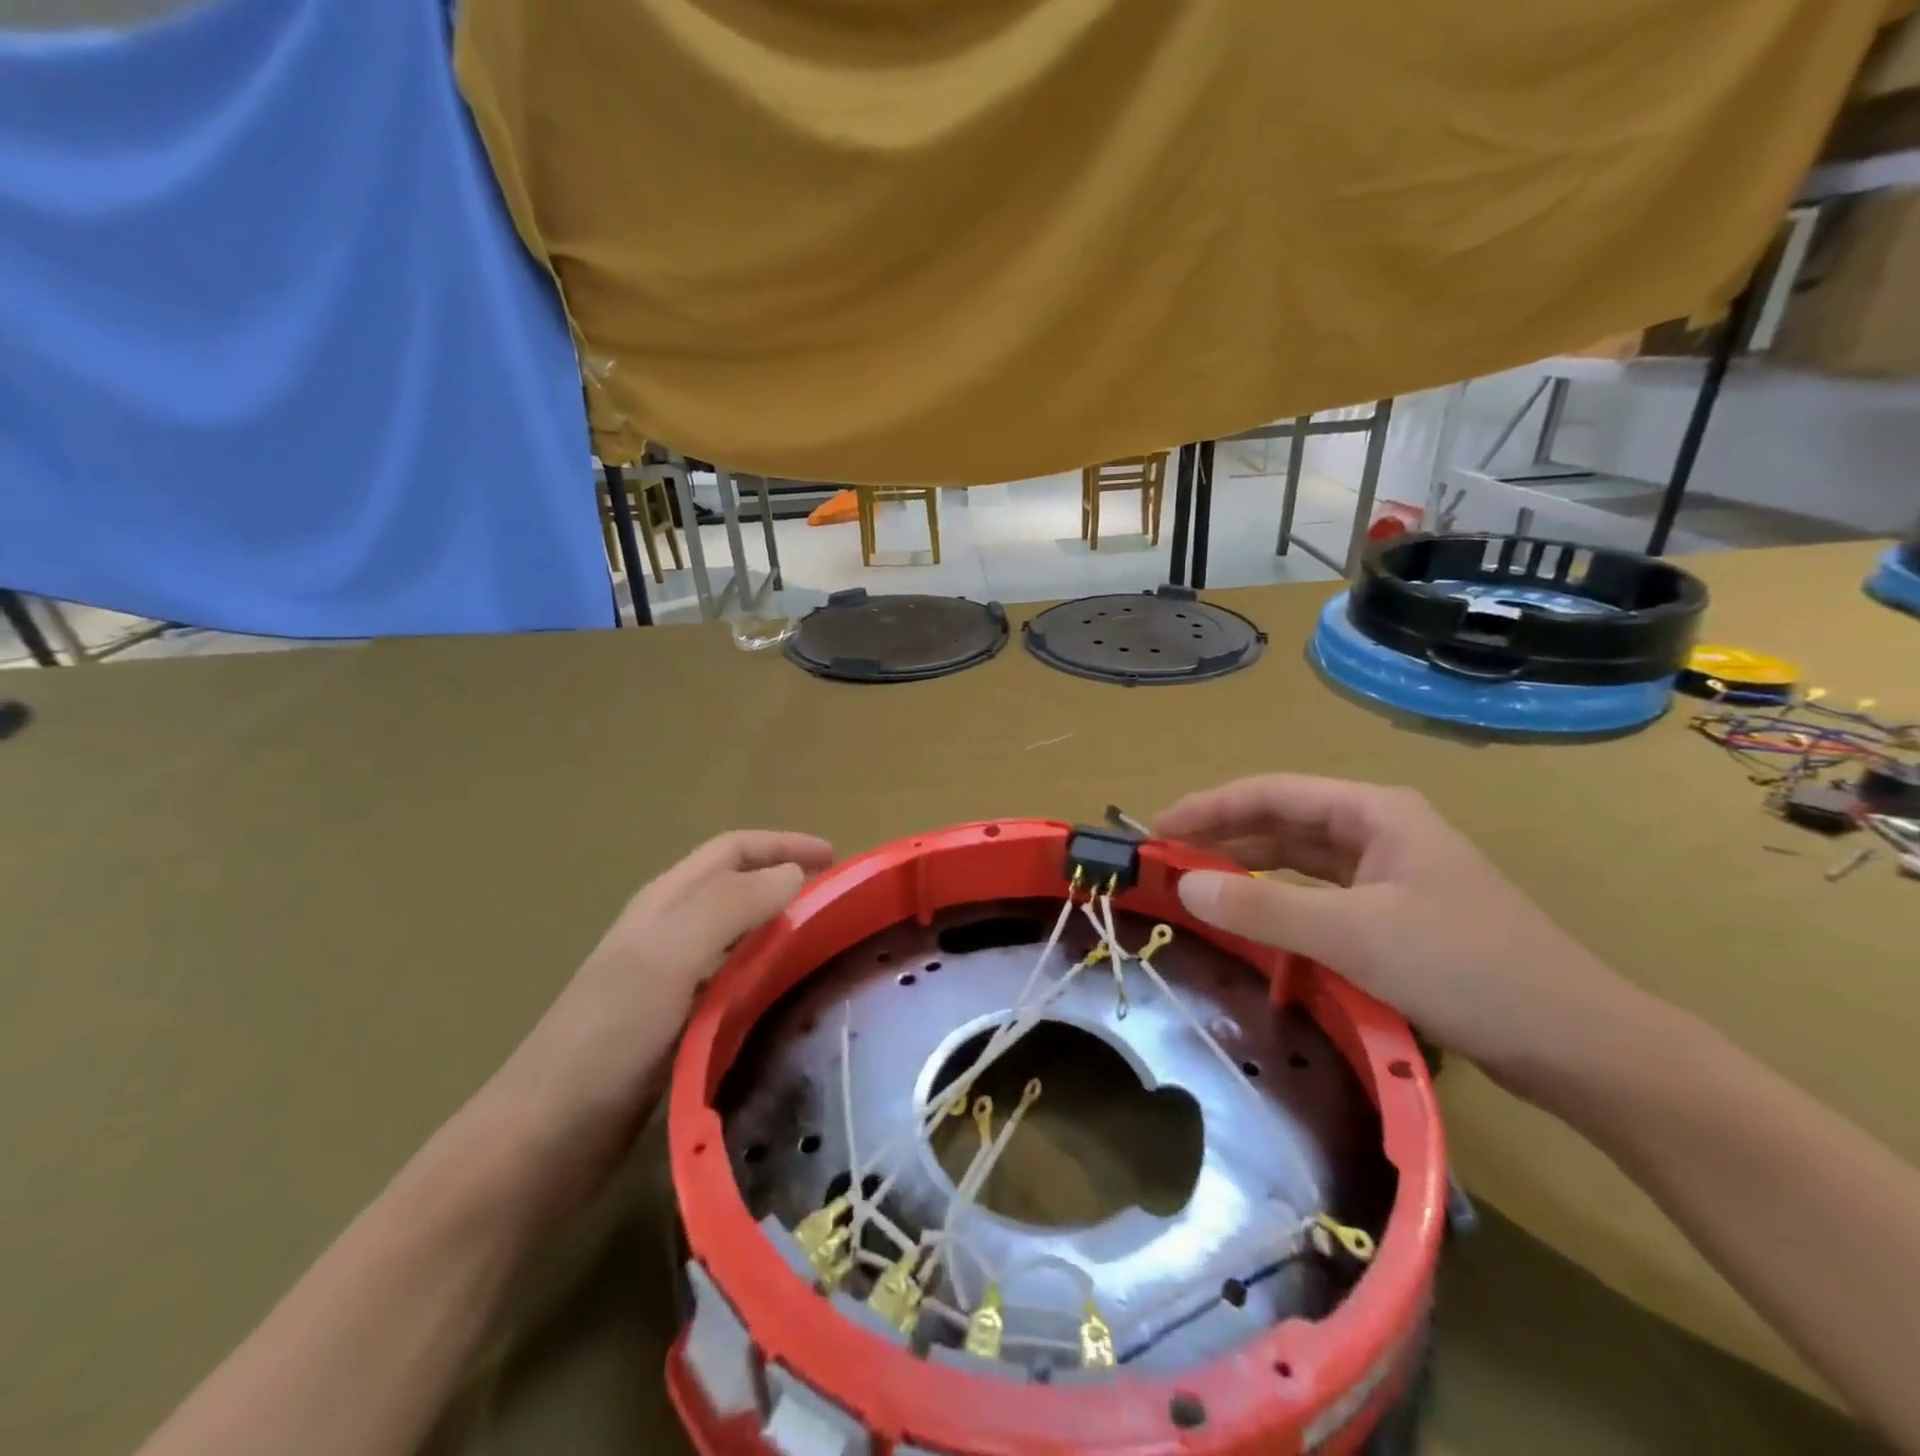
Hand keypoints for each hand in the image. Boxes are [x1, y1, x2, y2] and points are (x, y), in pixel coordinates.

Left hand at [478, 830, 833, 1217]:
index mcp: (665, 903)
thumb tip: (792, 874)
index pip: (733, 850)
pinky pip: (733, 981)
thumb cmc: (608, 1036)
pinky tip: (788, 996)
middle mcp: (668, 931)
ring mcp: (669, 979)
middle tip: (839, 902)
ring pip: (737, 934)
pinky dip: (766, 973)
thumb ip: (731, 906)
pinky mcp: (675, 1024)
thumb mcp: (669, 956)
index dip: (784, 844)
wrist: (544, 1138)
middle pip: (736, 886)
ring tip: (825, 944)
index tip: (837, 858)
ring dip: (780, 927)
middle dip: (786, 880)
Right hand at [1154, 775, 1638, 1095]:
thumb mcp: (1355, 935)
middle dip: (1222, 838)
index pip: (1272, 793)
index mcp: (1375, 812)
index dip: (1209, 807)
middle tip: (1164, 862)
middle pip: (1282, 823)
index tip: (1156, 830)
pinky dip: (1279, 904)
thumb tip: (1184, 885)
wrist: (1580, 1046)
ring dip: (1247, 870)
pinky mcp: (1394, 918)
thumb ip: (1264, 908)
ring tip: (1194, 886)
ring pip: (1298, 861)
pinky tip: (1251, 920)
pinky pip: (1318, 898)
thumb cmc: (1468, 968)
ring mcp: (1389, 876)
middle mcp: (1379, 832)